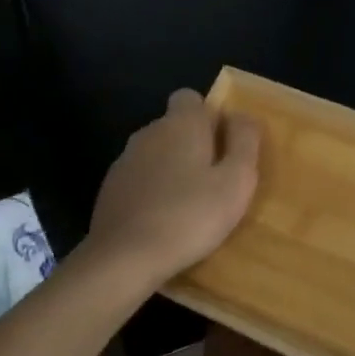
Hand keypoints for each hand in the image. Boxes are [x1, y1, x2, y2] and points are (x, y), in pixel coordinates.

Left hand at [86, 89, 261, 283]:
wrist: (124, 258)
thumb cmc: (191, 215)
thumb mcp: (237, 180)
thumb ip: (244, 141)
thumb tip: (242, 116)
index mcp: (181, 124)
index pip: (191, 98)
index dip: (209, 117)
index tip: (223, 146)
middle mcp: (149, 133)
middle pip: (174, 126)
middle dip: (194, 144)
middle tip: (214, 180)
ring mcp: (124, 161)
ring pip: (156, 153)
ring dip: (172, 169)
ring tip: (190, 205)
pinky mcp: (109, 189)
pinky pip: (140, 179)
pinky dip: (152, 191)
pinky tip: (163, 220)